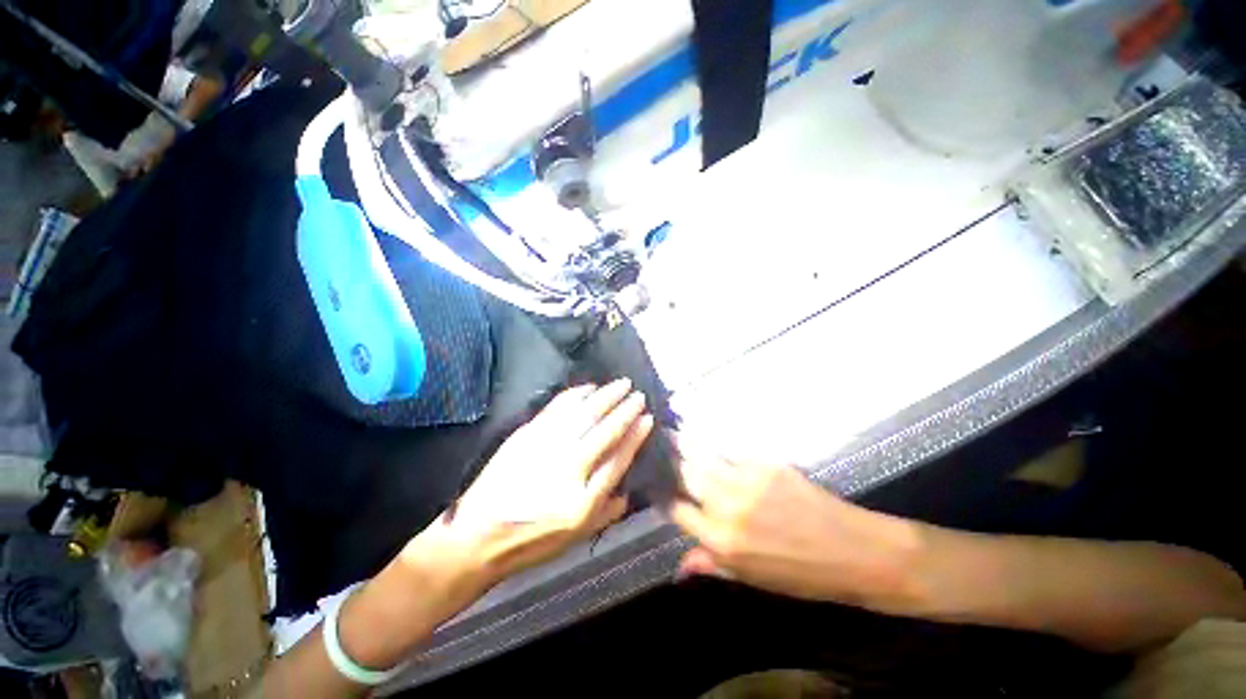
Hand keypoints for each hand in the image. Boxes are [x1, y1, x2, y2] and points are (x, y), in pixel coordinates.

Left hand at [406, 380, 653, 598]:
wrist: (478, 536)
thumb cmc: (532, 540)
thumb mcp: (576, 537)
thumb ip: (607, 512)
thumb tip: (628, 489)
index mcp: (584, 500)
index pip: (619, 458)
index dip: (635, 436)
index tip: (647, 419)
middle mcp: (568, 469)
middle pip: (605, 431)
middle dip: (625, 410)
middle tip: (638, 394)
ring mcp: (546, 448)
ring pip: (583, 414)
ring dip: (605, 396)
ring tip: (621, 384)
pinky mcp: (527, 435)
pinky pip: (557, 408)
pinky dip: (575, 395)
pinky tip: (588, 388)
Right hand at [668, 447, 918, 607]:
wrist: (854, 551)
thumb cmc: (802, 574)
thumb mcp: (753, 580)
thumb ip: (712, 565)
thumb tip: (679, 567)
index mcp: (722, 540)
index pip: (678, 510)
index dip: (663, 497)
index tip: (655, 486)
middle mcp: (728, 505)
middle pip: (686, 474)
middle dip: (669, 461)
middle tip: (658, 448)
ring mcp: (746, 479)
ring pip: (704, 456)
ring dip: (685, 445)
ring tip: (672, 434)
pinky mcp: (765, 463)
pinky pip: (731, 451)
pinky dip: (718, 448)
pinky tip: (712, 443)